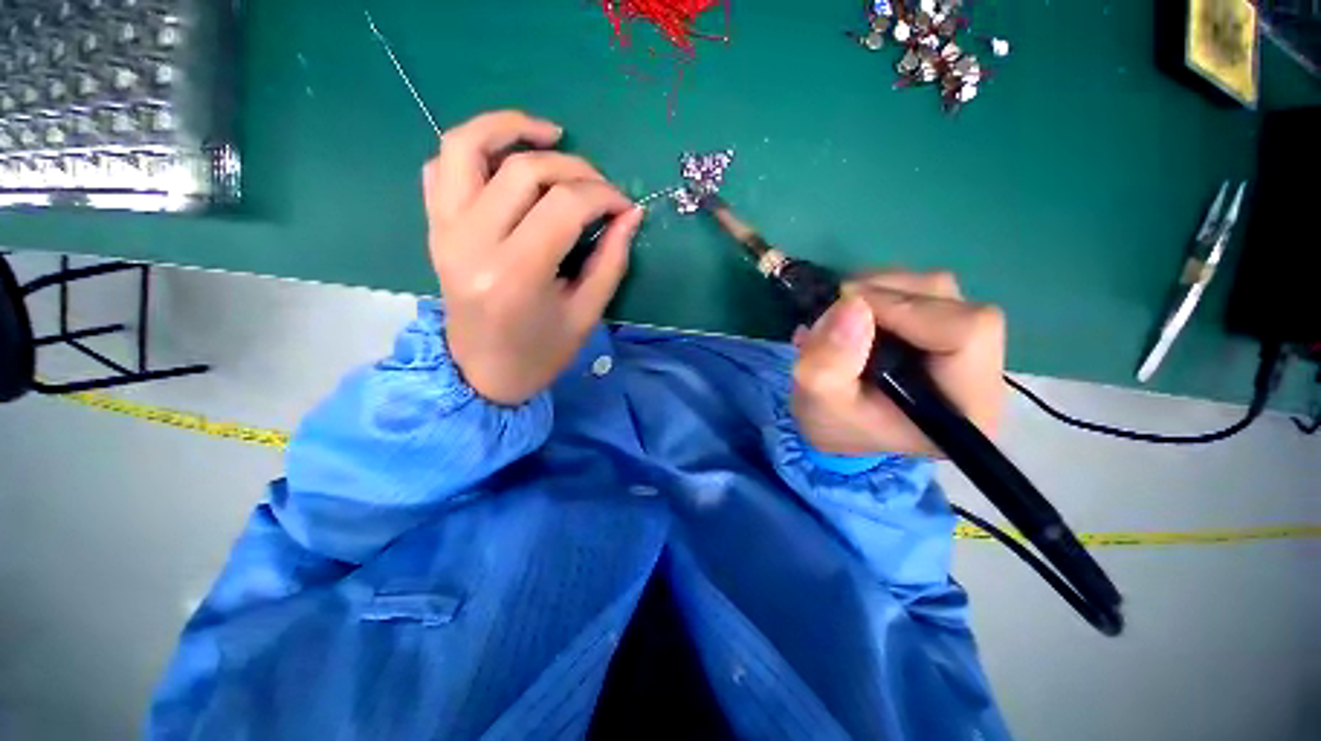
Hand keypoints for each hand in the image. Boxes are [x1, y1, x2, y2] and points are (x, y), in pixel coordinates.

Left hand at [423, 111, 643, 404]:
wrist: (482, 374)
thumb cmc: (540, 353)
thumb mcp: (586, 313)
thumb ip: (611, 260)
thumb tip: (631, 214)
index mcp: (515, 274)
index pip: (564, 205)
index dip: (603, 195)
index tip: (624, 205)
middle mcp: (472, 242)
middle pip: (525, 171)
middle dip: (575, 168)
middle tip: (600, 186)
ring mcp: (445, 230)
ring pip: (467, 147)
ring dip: (510, 127)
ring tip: (550, 134)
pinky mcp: (435, 228)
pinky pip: (442, 167)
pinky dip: (473, 150)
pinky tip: (505, 160)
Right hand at [791, 271, 1004, 456]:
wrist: (838, 429)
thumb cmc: (835, 424)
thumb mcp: (819, 402)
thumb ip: (828, 363)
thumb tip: (852, 304)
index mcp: (967, 405)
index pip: (966, 331)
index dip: (904, 308)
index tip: (846, 305)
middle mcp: (982, 371)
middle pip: (952, 303)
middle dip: (885, 295)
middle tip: (836, 309)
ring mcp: (966, 346)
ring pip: (936, 290)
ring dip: (880, 291)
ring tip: (840, 316)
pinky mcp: (945, 329)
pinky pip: (921, 292)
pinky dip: (881, 293)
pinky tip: (854, 315)